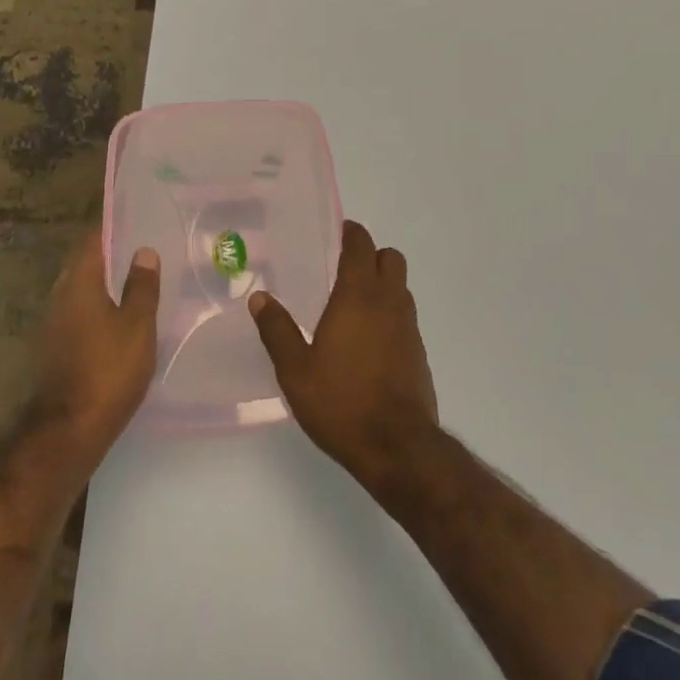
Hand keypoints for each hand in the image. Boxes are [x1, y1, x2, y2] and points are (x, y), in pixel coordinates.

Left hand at [31, 231, 160, 462]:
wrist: (69, 430)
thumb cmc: (108, 370)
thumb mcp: (137, 325)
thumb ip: (141, 286)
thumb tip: (143, 250)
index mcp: (79, 282)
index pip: (94, 240)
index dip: (114, 227)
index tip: (138, 219)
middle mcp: (60, 295)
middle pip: (85, 263)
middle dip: (112, 254)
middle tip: (144, 248)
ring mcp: (53, 323)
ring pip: (82, 289)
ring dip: (106, 282)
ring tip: (138, 280)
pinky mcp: (55, 346)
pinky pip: (79, 311)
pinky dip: (99, 305)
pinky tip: (121, 317)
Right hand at [248, 221, 438, 489]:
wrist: (397, 447)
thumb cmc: (341, 402)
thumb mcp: (296, 370)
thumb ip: (277, 330)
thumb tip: (259, 297)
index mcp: (358, 296)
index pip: (361, 246)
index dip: (351, 233)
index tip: (339, 232)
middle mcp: (389, 302)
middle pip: (390, 258)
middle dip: (371, 255)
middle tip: (344, 268)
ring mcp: (409, 328)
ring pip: (401, 287)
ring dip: (383, 284)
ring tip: (353, 304)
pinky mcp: (419, 353)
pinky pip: (405, 317)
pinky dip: (390, 314)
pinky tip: (368, 340)